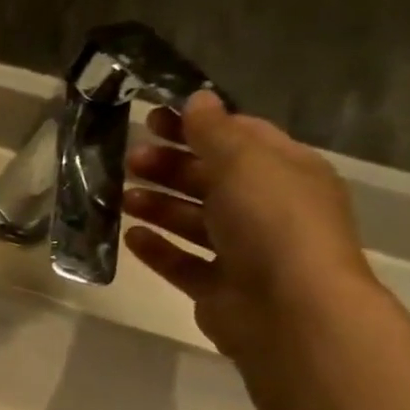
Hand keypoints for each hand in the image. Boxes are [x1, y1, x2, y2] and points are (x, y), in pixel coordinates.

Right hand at [124, 92, 379, 359]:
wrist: (289, 310)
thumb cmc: (272, 223)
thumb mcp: (244, 163)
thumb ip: (214, 131)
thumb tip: (197, 99)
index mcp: (286, 172)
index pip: (240, 138)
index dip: (197, 125)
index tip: (152, 118)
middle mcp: (267, 209)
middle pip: (212, 179)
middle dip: (171, 166)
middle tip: (130, 159)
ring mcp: (243, 252)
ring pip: (193, 221)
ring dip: (158, 205)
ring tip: (121, 197)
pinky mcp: (218, 287)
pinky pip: (181, 262)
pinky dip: (157, 248)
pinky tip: (130, 237)